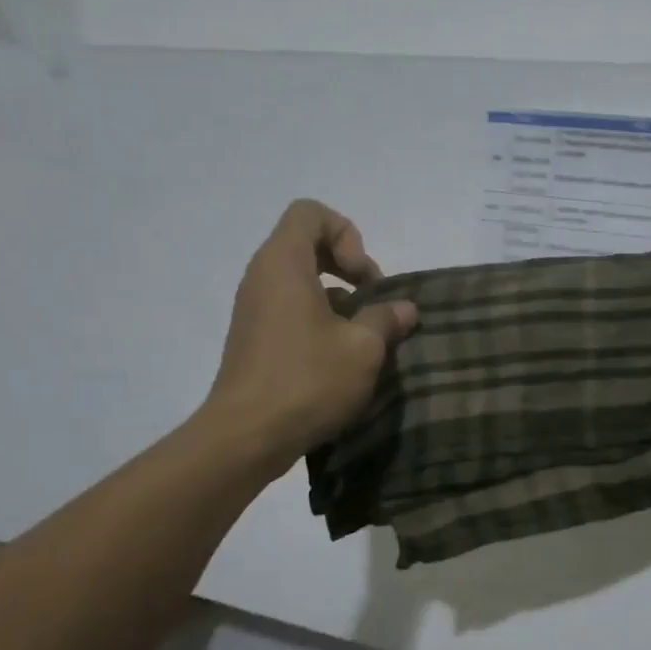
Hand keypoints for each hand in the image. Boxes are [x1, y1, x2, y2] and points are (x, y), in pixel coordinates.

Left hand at [205, 200, 417, 469]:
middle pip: (306, 244)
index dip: (346, 234)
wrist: (246, 437)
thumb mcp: (363, 349)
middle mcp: (262, 277)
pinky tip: (340, 358)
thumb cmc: (307, 380)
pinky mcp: (253, 339)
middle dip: (347, 265)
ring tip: (361, 335)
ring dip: (336, 298)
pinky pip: (289, 309)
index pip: (310, 213)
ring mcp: (253, 309)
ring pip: (300, 280)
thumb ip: (386, 319)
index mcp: (283, 264)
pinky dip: (318, 319)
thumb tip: (404, 309)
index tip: (362, 278)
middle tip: (371, 302)